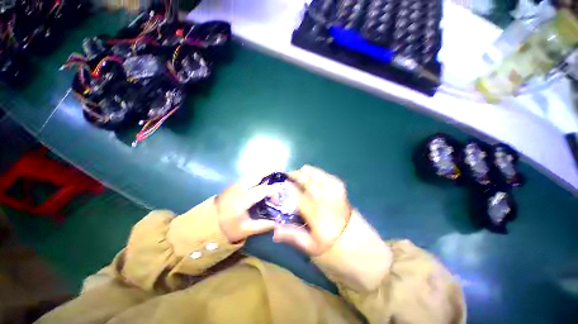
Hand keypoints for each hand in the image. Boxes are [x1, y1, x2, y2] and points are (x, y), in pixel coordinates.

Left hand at [216, 175, 279, 242]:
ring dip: (264, 173)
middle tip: (281, 171)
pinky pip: (249, 177)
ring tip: (275, 174)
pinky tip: (264, 180)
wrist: (205, 224)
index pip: (262, 190)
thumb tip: (277, 222)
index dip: (274, 192)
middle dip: (270, 171)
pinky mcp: (234, 185)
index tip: (278, 200)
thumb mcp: (245, 230)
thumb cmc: (226, 228)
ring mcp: (235, 185)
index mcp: (242, 200)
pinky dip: (258, 176)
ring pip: (253, 174)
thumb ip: (263, 225)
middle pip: (257, 174)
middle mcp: (239, 188)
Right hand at [272, 165, 351, 255]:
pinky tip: (316, 177)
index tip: (279, 184)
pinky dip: (321, 174)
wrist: (366, 253)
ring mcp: (337, 195)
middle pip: (309, 181)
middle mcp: (327, 201)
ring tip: (301, 173)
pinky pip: (331, 178)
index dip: (287, 188)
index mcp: (317, 216)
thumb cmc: (336, 253)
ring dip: (308, 172)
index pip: (298, 196)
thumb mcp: (312, 250)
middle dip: (297, 175)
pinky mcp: (344, 194)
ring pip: (320, 176)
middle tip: (288, 175)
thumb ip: (293, 236)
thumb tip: (274, 229)